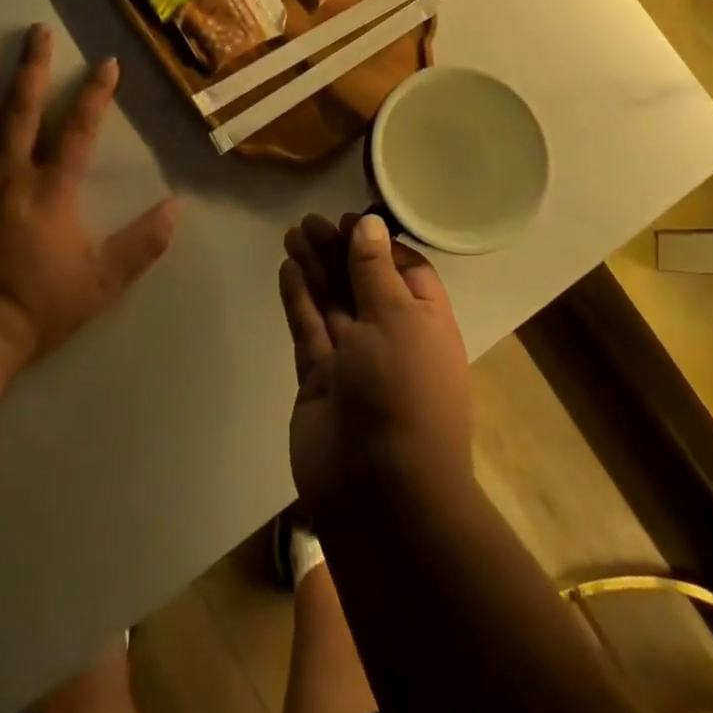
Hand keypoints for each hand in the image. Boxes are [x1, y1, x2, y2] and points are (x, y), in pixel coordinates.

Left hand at [0, 24, 177, 365]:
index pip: (79, 128)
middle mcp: (7, 173)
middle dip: (31, 66)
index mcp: (51, 188)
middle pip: (20, 108)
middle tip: (35, 29)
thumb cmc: (36, 307)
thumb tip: (176, 208)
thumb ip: (142, 244)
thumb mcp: (102, 282)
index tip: (106, 61)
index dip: (96, 92)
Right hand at [279, 213, 472, 519]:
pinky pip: (309, 329)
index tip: (348, 220)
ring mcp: (353, 360)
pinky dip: (300, 299)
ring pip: (332, 302)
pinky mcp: (320, 380)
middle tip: (308, 222)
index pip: (403, 269)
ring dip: (315, 268)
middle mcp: (390, 336)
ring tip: (293, 234)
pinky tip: (288, 270)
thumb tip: (370, 224)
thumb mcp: (395, 318)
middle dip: (337, 251)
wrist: (381, 493)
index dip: (375, 243)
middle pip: (361, 281)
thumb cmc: (401, 391)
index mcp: (424, 321)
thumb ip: (374, 270)